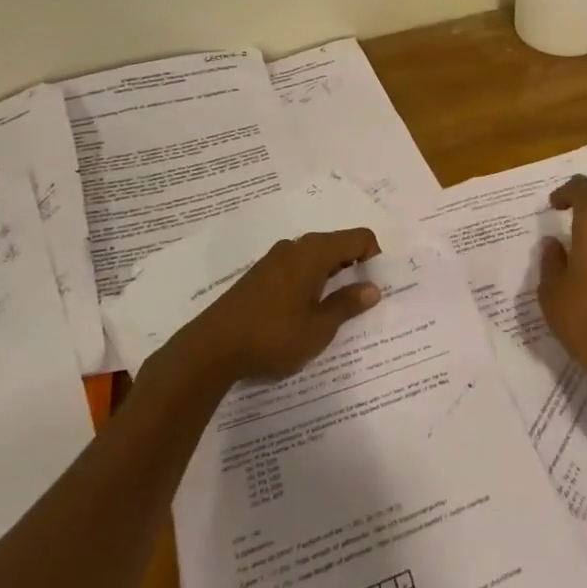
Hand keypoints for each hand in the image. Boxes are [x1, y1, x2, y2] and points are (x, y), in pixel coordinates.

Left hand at [178, 229, 382, 383]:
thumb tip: (373, 288)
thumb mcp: (319, 327)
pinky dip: (310, 283)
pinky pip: (297, 269)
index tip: (376, 287)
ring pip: (316, 258)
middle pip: (338, 245)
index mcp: (314, 252)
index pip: (359, 237)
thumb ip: (348, 304)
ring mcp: (274, 260)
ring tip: (334, 311)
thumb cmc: (272, 336)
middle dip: (354, 268)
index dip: (375, 257)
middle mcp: (296, 247)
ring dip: (331, 277)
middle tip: (361, 301)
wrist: (209, 350)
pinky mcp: (259, 276)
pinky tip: (304, 313)